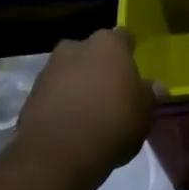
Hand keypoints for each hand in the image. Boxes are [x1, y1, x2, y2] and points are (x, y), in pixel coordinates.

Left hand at [17, 27, 159, 179]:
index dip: (130, 53)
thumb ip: (149, 95)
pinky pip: (55, 92)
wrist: (60, 152)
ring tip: (92, 112)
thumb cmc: (113, 123)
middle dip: (101, 67)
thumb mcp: (144, 113)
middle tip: (113, 93)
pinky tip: (74, 124)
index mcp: (108, 45)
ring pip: (71, 71)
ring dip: (80, 85)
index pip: (124, 38)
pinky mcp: (32, 93)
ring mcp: (50, 69)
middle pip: (93, 52)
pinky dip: (63, 102)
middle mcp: (76, 47)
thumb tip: (155, 86)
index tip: (134, 71)